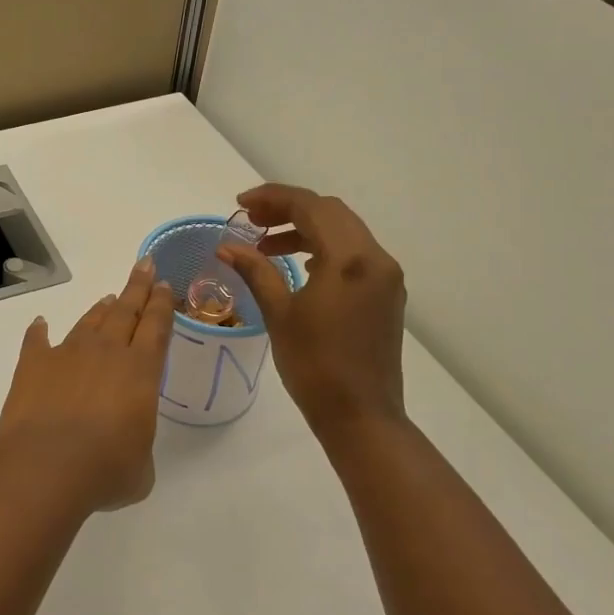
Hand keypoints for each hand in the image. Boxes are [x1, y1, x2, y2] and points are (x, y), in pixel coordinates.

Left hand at [0, 259, 174, 511]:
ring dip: (100, 309)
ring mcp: (67, 353)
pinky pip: (37, 340)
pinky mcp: (34, 364)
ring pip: (89, 322)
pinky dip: (39, 331)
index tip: (164, 284)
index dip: (162, 303)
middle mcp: (107, 352)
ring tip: (108, 299)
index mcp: (141, 371)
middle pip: (127, 310)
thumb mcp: (140, 468)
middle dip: (138, 287)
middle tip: (145, 265)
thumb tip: (124, 446)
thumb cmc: (105, 470)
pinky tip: (40, 324)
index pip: (157, 326)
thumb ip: (137, 446)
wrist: (46, 466)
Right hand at [217, 183, 408, 445]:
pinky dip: (324, 248)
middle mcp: (375, 259)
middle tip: (251, 220)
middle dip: (288, 209)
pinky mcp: (386, 294)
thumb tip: (227, 246)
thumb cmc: (314, 365)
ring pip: (344, 231)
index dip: (273, 198)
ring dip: (305, 228)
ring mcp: (386, 277)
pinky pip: (354, 253)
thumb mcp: (279, 313)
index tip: (240, 204)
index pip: (311, 207)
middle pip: (330, 212)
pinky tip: (300, 266)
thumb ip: (255, 271)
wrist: (360, 415)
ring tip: (266, 245)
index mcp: (350, 260)